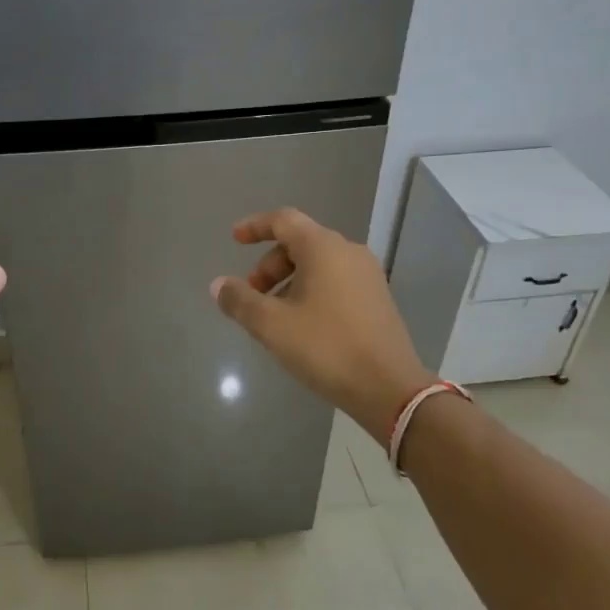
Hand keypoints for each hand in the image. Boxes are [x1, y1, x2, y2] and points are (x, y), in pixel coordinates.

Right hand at [210, 208, 431, 444]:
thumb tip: (219, 285)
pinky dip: (310, 290)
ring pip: (318, 264)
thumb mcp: (272, 326)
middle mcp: (348, 252)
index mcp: (324, 248)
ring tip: (273, 315)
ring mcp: (367, 275)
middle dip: (269, 265)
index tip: (234, 239)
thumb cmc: (326, 348)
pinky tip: (301, 324)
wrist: (390, 388)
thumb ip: (241, 301)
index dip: (255, 226)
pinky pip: (335, 280)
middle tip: (251, 295)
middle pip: (300, 243)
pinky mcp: (377, 298)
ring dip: (289, 280)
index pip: (283, 220)